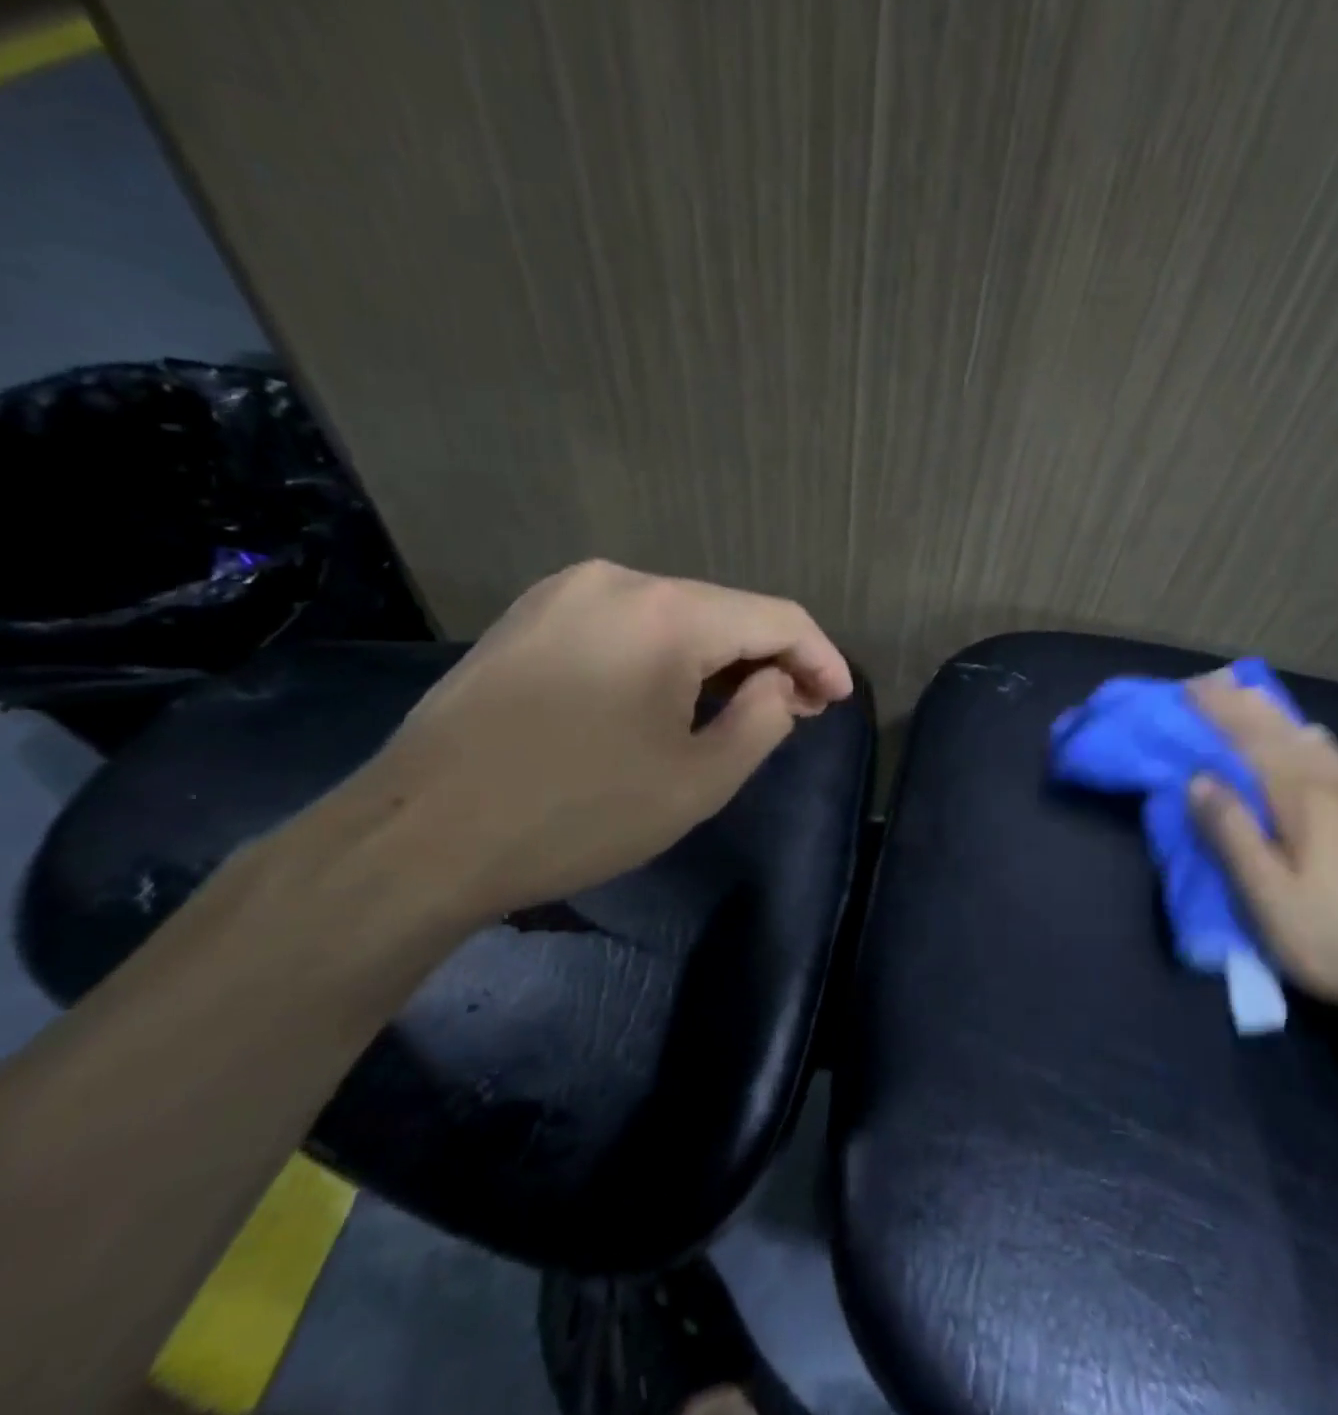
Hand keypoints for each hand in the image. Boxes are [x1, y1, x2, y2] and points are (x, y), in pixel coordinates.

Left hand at [356, 560, 852, 923]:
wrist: (415, 838)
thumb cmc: (576, 813)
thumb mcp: (699, 781)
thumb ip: (766, 719)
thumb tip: (779, 682)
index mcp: (665, 612)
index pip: (776, 618)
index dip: (821, 657)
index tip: (840, 699)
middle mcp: (616, 581)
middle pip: (725, 611)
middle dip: (771, 660)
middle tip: (799, 711)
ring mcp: (562, 594)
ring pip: (675, 617)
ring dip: (720, 659)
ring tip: (741, 709)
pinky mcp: (528, 619)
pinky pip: (625, 626)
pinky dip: (667, 657)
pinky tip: (671, 698)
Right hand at [1187, 677, 1337, 1031]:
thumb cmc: (1332, 940)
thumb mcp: (1267, 898)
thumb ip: (1232, 834)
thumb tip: (1200, 779)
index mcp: (1304, 802)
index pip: (1253, 742)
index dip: (1221, 712)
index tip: (1190, 688)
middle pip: (1285, 734)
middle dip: (1247, 705)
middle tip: (1215, 680)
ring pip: (1317, 743)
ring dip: (1279, 716)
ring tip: (1255, 697)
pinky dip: (1316, 740)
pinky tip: (1317, 739)